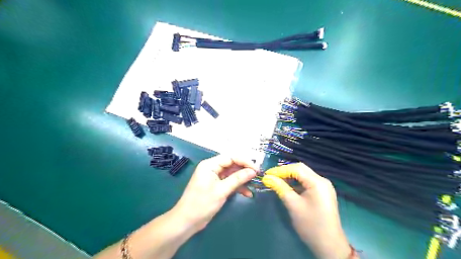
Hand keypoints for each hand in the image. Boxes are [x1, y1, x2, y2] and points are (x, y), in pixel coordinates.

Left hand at [171, 156, 257, 231]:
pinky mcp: (216, 185)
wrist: (187, 221)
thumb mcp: (222, 190)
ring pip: (232, 174)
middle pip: (232, 165)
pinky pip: (229, 182)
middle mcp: (212, 168)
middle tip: (257, 176)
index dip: (245, 161)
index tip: (256, 169)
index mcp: (210, 165)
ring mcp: (214, 177)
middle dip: (244, 170)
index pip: (231, 157)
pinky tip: (247, 193)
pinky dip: (237, 186)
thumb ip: (238, 179)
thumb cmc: (202, 204)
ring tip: (254, 185)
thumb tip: (253, 171)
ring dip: (242, 179)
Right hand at [263, 164, 353, 258]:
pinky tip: (287, 187)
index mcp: (317, 182)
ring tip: (276, 181)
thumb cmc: (310, 225)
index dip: (280, 170)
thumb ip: (280, 188)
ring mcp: (324, 187)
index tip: (267, 174)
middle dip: (285, 172)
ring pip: (303, 176)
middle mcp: (322, 181)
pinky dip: (296, 183)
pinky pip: (307, 183)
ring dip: (290, 177)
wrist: (329, 246)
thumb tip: (267, 178)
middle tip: (271, 177)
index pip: (296, 168)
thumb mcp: (293, 204)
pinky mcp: (322, 193)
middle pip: (301, 170)